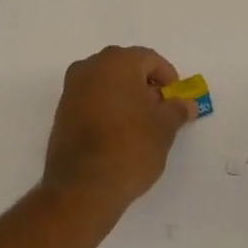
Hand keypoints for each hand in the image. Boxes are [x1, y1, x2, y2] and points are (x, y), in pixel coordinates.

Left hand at [44, 46, 198, 211]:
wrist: (82, 188)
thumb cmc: (130, 147)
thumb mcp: (164, 128)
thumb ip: (177, 109)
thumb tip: (186, 104)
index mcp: (117, 62)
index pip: (150, 60)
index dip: (168, 79)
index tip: (176, 101)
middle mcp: (90, 67)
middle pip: (126, 68)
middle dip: (146, 87)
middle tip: (160, 112)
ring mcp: (71, 90)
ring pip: (107, 84)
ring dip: (126, 98)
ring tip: (141, 126)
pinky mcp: (61, 113)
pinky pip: (92, 101)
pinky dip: (108, 110)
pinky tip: (119, 134)